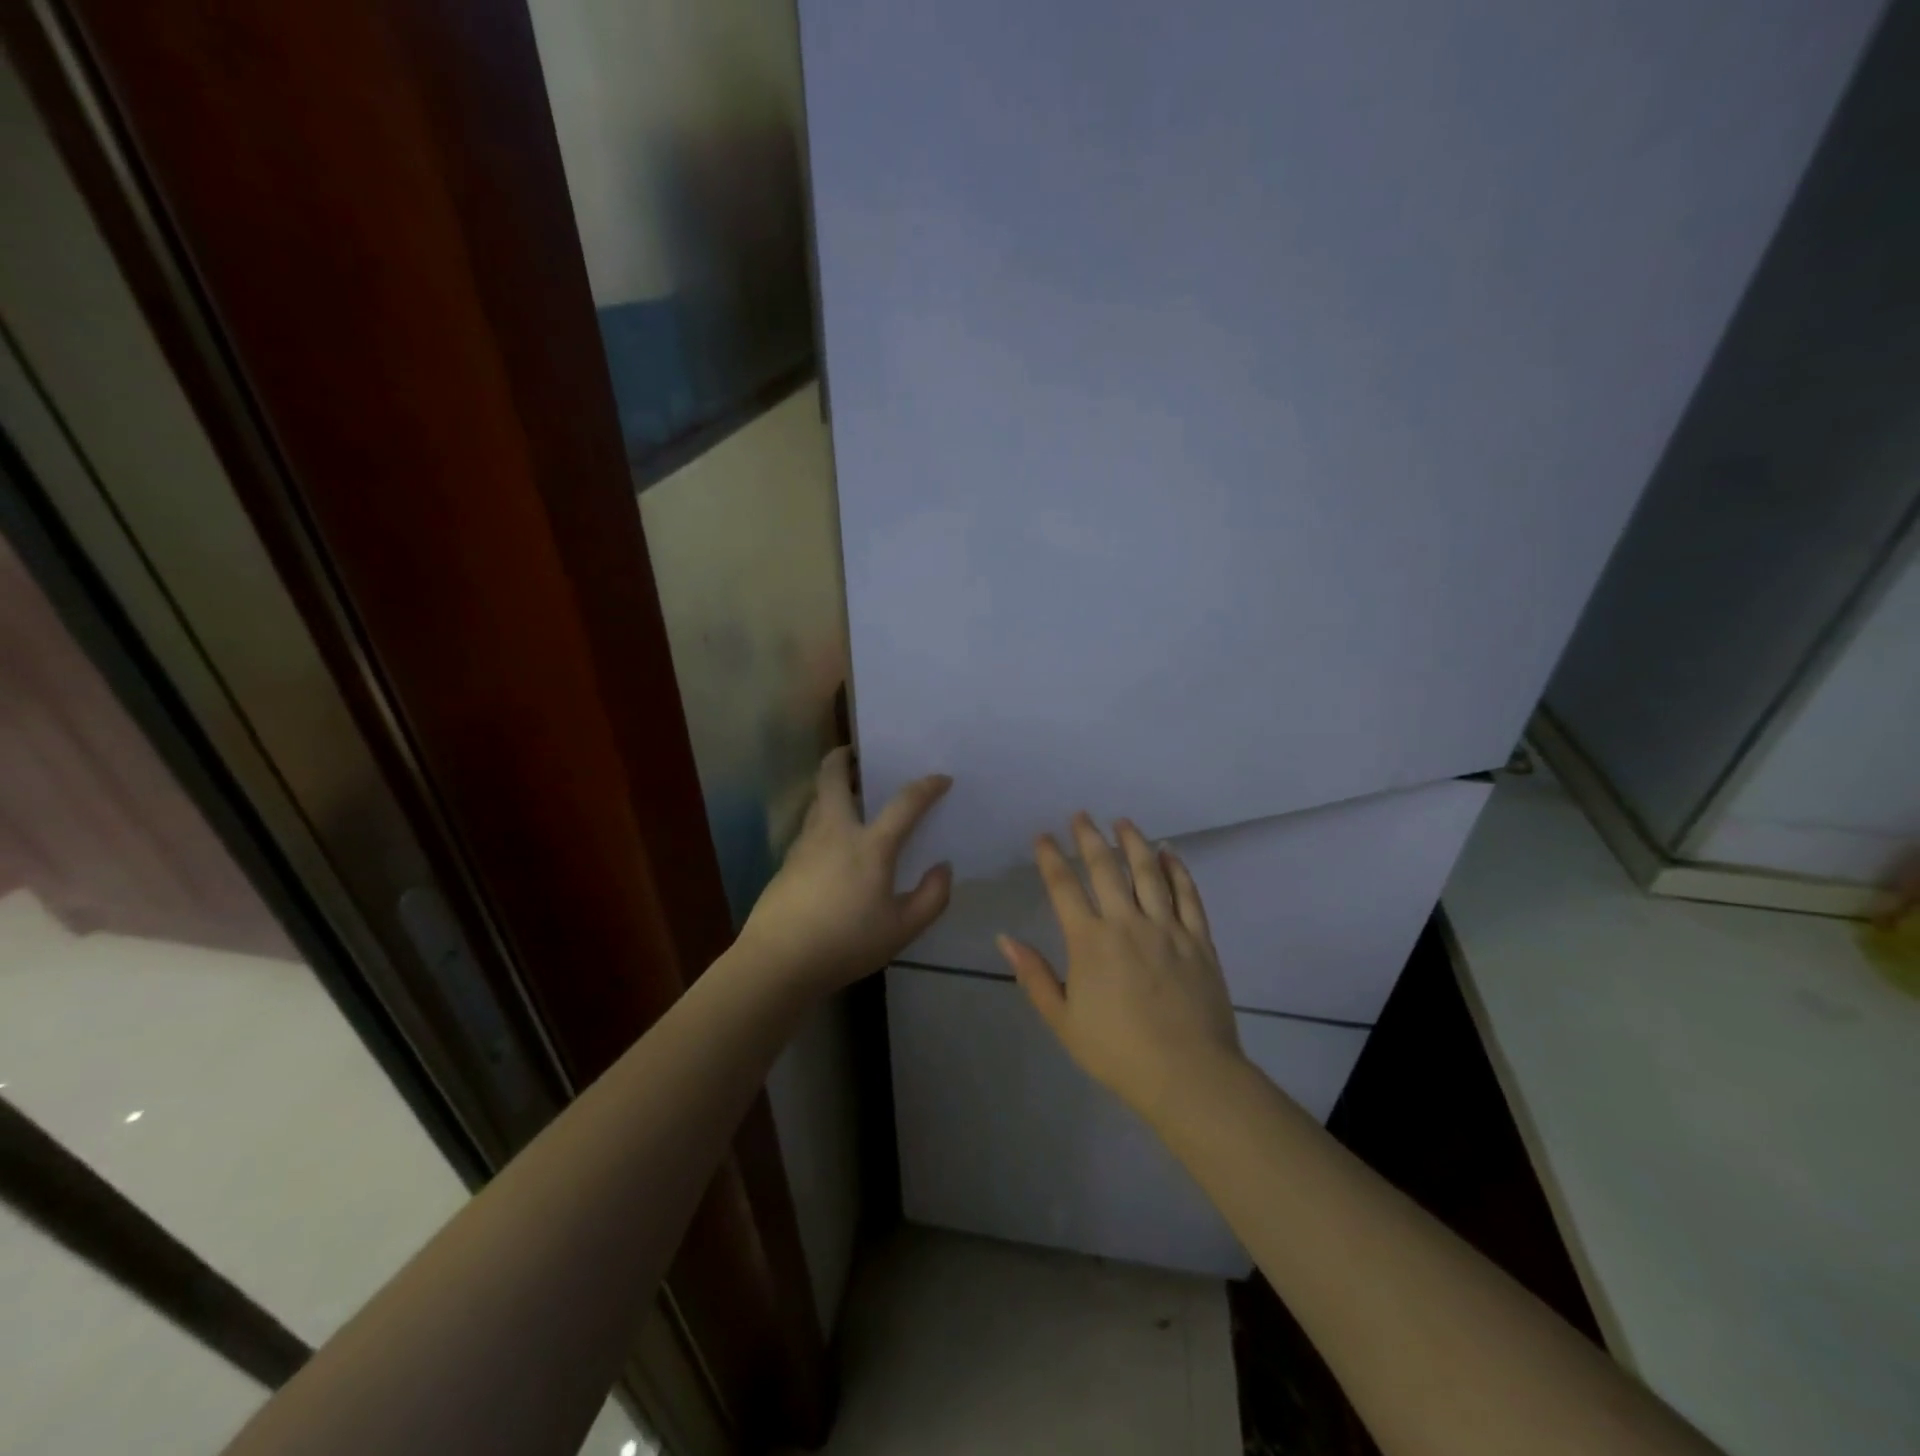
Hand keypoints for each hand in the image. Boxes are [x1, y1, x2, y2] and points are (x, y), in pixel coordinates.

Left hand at [736, 747, 953, 998]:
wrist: (778, 961)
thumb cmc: (846, 943)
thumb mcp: (902, 929)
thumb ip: (931, 897)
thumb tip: (943, 868)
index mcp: (870, 845)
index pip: (905, 803)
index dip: (927, 787)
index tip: (941, 779)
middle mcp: (835, 831)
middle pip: (833, 778)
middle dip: (844, 757)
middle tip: (857, 753)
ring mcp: (805, 843)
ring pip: (817, 800)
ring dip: (832, 787)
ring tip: (850, 795)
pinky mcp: (787, 861)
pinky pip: (810, 825)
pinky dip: (824, 818)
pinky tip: (833, 843)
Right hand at [999, 814, 1242, 1121]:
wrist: (1187, 1074)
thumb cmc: (1117, 1051)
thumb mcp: (1063, 1020)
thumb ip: (1034, 975)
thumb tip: (1005, 938)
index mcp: (1089, 941)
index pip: (1064, 886)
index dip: (1050, 857)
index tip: (1042, 837)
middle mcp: (1126, 922)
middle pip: (1105, 868)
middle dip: (1089, 838)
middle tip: (1081, 815)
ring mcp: (1167, 928)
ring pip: (1148, 872)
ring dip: (1134, 842)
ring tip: (1124, 822)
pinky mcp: (1198, 939)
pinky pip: (1188, 895)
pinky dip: (1178, 870)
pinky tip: (1170, 853)